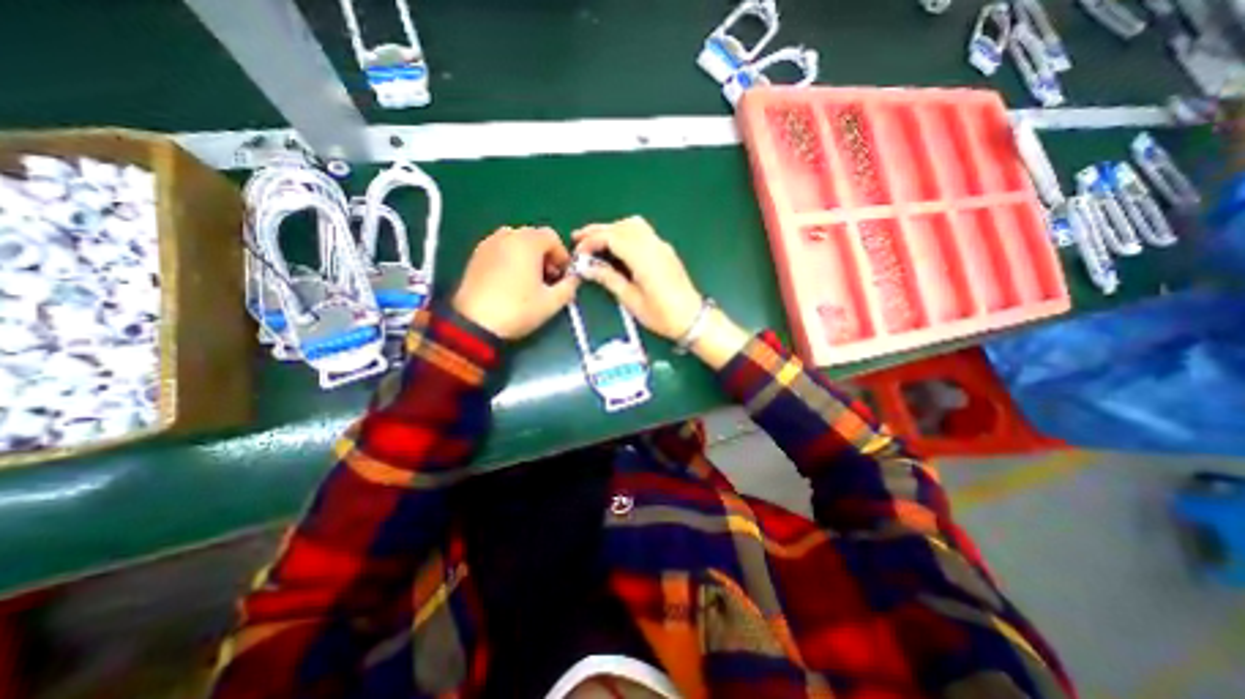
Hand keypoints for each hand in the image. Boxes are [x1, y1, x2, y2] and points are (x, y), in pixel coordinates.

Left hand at [454, 228, 578, 340]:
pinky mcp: (476, 256)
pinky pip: (501, 249)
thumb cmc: (518, 309)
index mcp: (527, 242)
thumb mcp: (552, 302)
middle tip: (549, 278)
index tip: (564, 275)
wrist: (475, 323)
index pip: (552, 237)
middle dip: (545, 255)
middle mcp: (507, 236)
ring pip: (516, 242)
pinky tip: (511, 281)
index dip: (562, 255)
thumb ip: (570, 287)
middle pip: (533, 237)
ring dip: (528, 256)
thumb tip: (575, 280)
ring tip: (530, 279)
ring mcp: (488, 244)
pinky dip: (511, 258)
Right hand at [569, 215, 705, 341]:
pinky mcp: (665, 250)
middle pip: (622, 226)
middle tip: (577, 239)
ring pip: (633, 225)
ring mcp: (661, 246)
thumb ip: (609, 279)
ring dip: (612, 229)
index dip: (592, 241)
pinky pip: (643, 232)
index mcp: (644, 258)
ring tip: (595, 240)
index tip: (578, 253)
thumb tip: (587, 267)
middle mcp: (653, 246)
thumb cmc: (661, 315)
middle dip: (598, 230)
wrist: (692, 319)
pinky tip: (616, 246)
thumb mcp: (631, 300)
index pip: (612, 237)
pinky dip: (625, 233)